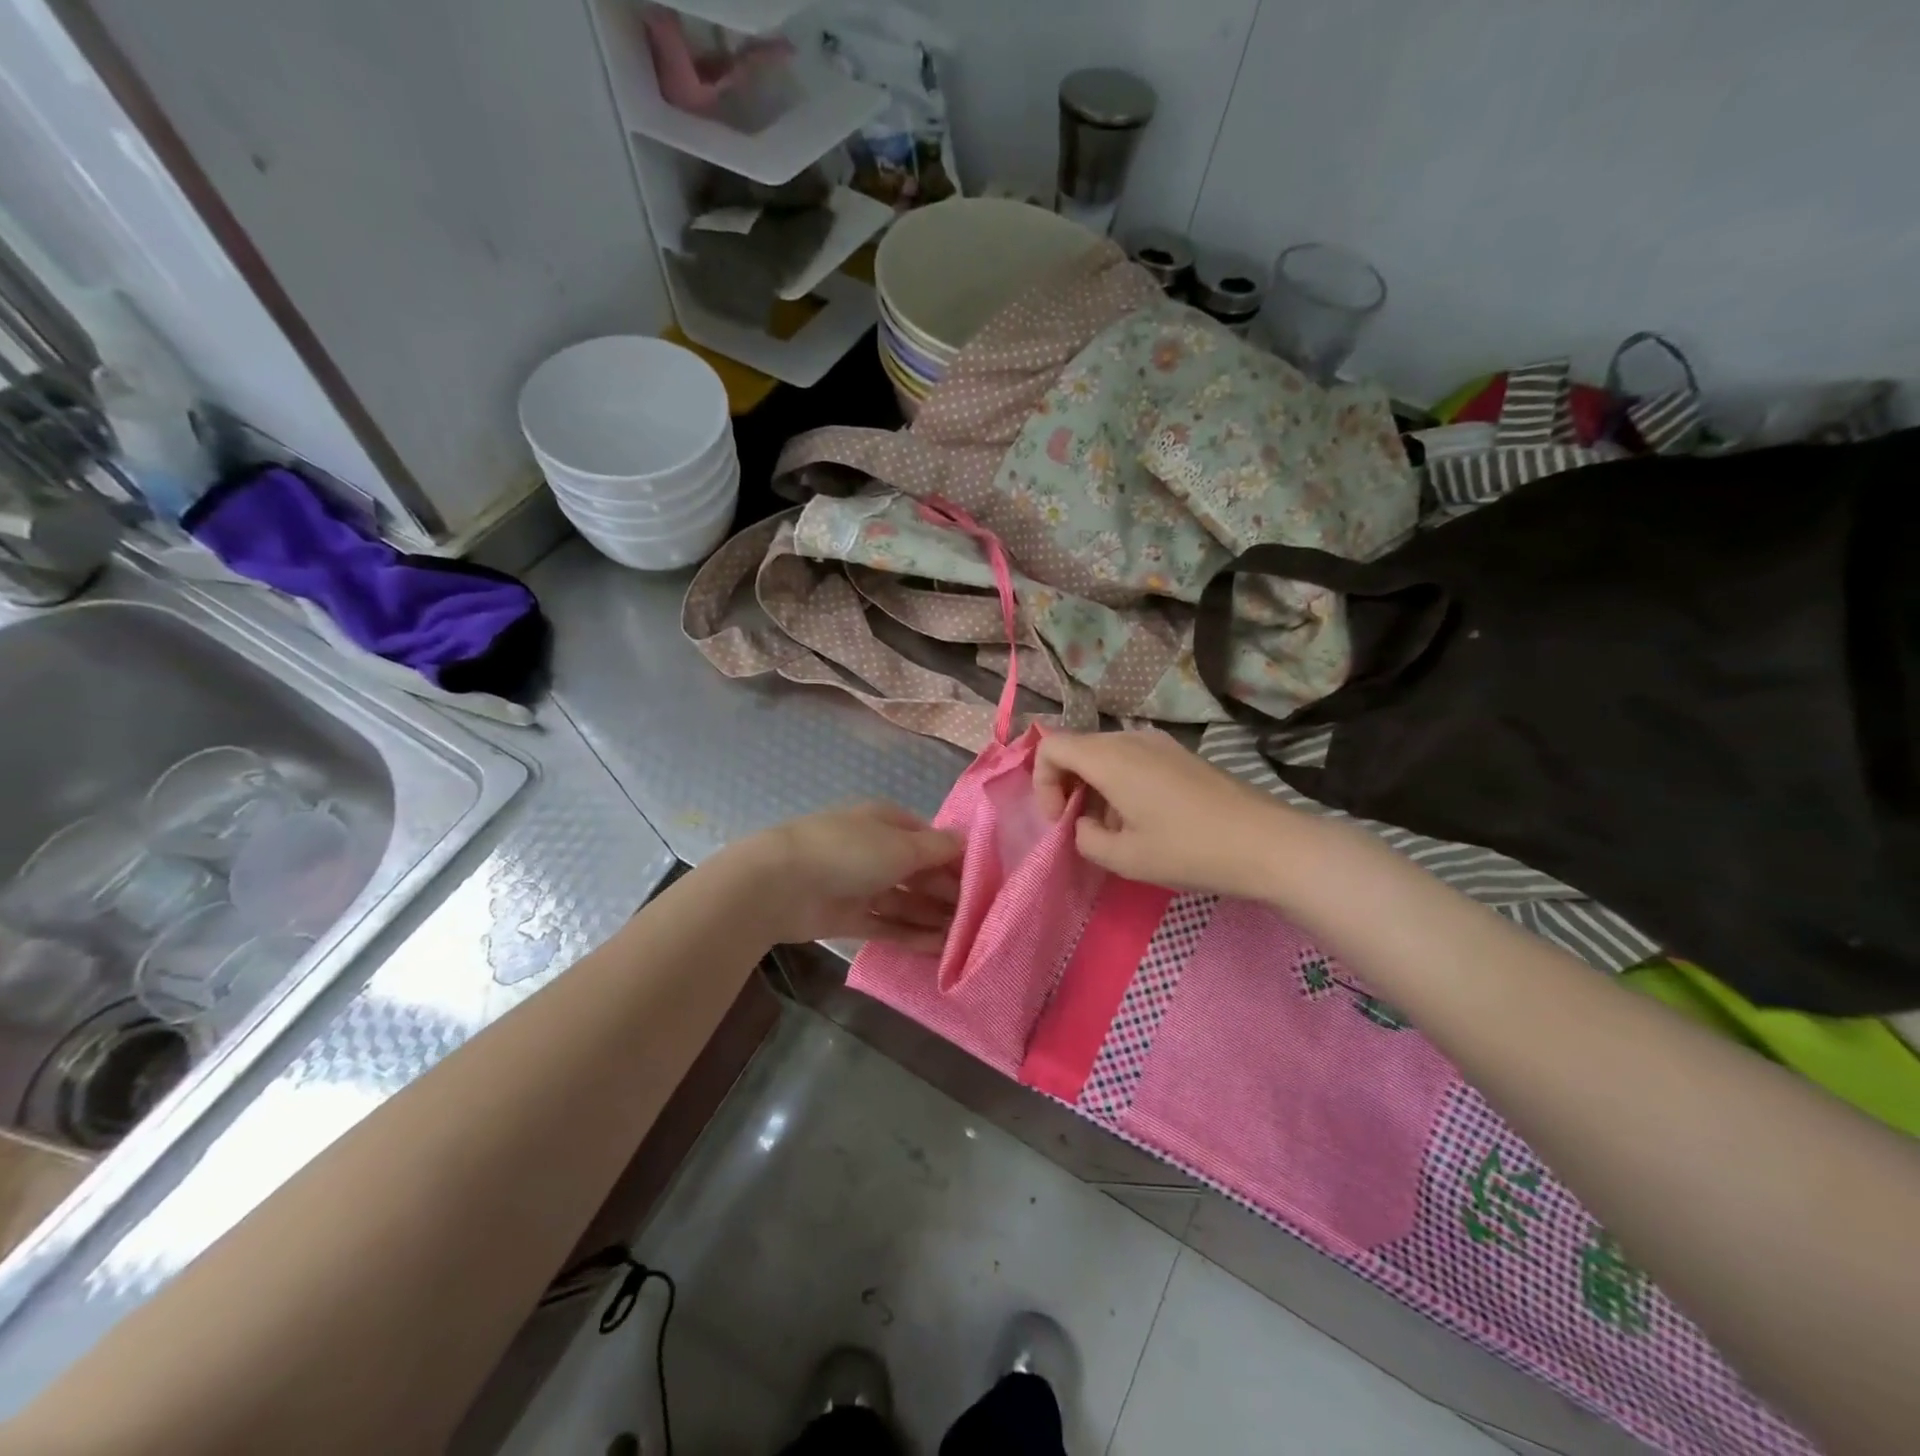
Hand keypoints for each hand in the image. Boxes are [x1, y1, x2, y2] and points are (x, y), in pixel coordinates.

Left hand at [731, 803, 962, 950]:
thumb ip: (937, 849)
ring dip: (933, 916)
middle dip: (947, 891)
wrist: (780, 885)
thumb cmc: (849, 852)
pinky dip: (911, 934)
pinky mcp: (849, 916)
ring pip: (905, 900)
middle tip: (979, 916)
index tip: (984, 882)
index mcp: (887, 822)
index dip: (956, 859)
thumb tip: (966, 840)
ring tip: (965, 937)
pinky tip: (938, 948)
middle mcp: (876, 850)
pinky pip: (887, 924)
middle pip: (919, 872)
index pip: (930, 839)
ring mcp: (861, 884)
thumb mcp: (901, 846)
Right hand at [1032, 729, 1297, 899]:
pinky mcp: (1180, 755)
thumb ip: (1085, 839)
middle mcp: (1130, 739)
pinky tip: (1144, 819)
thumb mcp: (1125, 858)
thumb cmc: (1189, 850)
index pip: (1051, 747)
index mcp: (1110, 758)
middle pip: (1077, 748)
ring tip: (1114, 829)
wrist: (1266, 843)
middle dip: (1065, 785)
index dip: (1042, 783)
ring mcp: (1159, 743)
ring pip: (1105, 754)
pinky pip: (1132, 759)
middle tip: (1079, 826)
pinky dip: (1120, 783)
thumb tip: (1083, 824)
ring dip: (1094, 786)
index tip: (1060, 820)